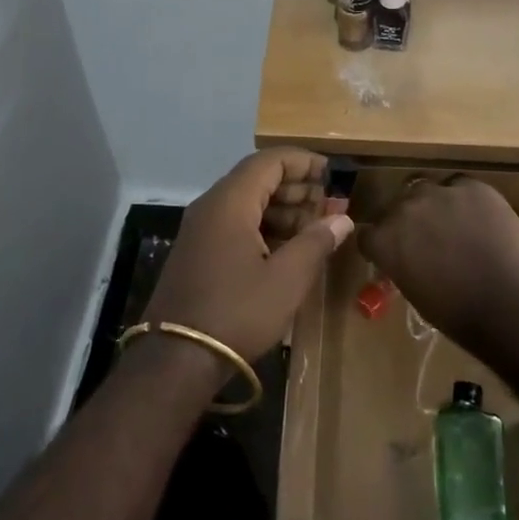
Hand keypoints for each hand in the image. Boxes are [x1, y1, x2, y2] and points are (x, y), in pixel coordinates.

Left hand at [142, 150, 353, 360]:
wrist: (176, 358)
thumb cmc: (236, 312)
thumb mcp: (286, 279)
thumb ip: (316, 242)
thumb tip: (342, 218)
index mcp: (230, 202)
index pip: (269, 161)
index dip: (303, 161)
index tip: (331, 172)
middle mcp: (211, 206)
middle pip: (256, 179)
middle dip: (296, 186)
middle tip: (329, 203)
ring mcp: (200, 230)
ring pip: (246, 203)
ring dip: (281, 209)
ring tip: (315, 227)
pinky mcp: (198, 252)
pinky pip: (234, 224)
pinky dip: (263, 226)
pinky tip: (286, 248)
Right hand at [356, 177, 518, 345]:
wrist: (514, 302)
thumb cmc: (462, 315)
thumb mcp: (417, 294)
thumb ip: (404, 267)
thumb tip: (412, 261)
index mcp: (384, 241)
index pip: (368, 234)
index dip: (381, 244)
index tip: (392, 254)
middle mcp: (404, 209)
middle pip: (396, 206)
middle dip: (407, 221)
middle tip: (428, 239)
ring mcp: (439, 193)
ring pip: (426, 188)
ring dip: (433, 204)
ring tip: (454, 222)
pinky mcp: (472, 186)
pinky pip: (461, 186)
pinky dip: (466, 200)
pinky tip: (481, 219)